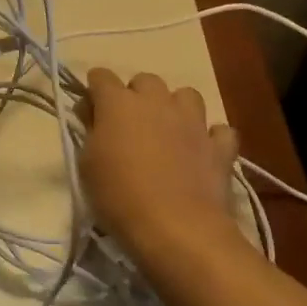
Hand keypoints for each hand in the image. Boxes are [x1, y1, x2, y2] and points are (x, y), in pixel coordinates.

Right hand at [80, 69, 242, 266]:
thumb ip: (91, 132)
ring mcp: (192, 120)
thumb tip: (95, 117)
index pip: (100, 76)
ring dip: (175, 109)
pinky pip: (219, 130)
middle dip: (135, 97)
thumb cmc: (120, 197)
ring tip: (168, 133)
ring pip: (186, 95)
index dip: (94, 92)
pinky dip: (211, 138)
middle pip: (144, 81)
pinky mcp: (220, 145)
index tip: (90, 115)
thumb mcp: (86, 166)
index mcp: (118, 103)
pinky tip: (202, 153)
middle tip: (129, 128)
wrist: (177, 229)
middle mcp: (157, 100)